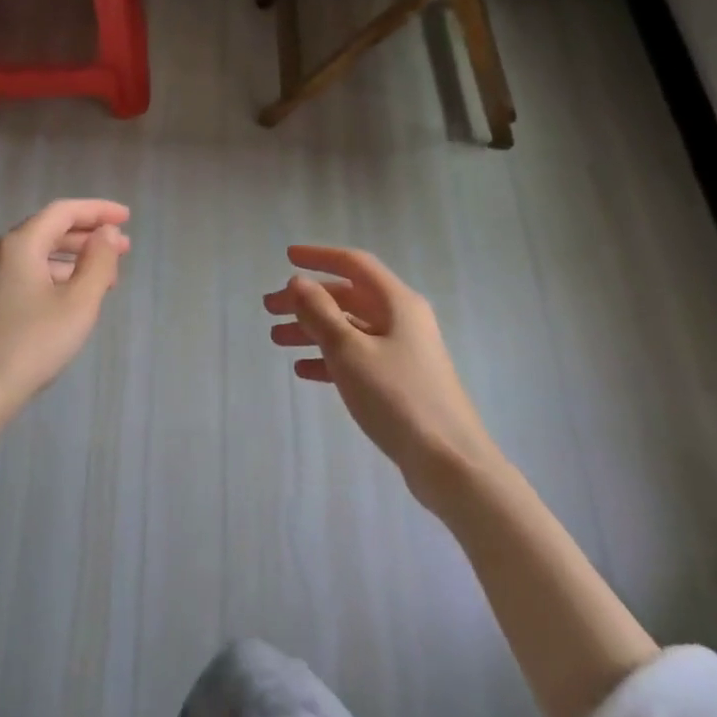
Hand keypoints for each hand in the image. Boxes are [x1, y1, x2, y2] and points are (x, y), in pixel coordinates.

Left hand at [0, 200, 130, 555]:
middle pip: (48, 232)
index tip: (127, 218)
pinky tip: (69, 302)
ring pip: (36, 258)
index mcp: (19, 245)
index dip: (98, 210)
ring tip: (104, 280)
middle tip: (123, 249)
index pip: (63, 211)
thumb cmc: (29, 345)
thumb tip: (105, 233)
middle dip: (88, 237)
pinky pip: (25, 279)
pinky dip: (54, 280)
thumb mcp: (78, 304)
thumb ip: (98, 263)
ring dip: (73, 261)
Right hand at [264, 245, 496, 498]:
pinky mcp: (400, 381)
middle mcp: (402, 320)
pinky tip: (304, 369)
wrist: (448, 460)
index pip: (355, 265)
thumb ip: (320, 314)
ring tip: (277, 339)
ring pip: (350, 329)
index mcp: (397, 303)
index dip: (319, 257)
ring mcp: (403, 352)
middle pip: (348, 297)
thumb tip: (299, 282)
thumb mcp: (350, 352)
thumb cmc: (397, 397)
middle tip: (269, 309)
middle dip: (308, 300)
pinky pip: (357, 358)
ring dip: (313, 330)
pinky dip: (330, 358)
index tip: (286, 256)